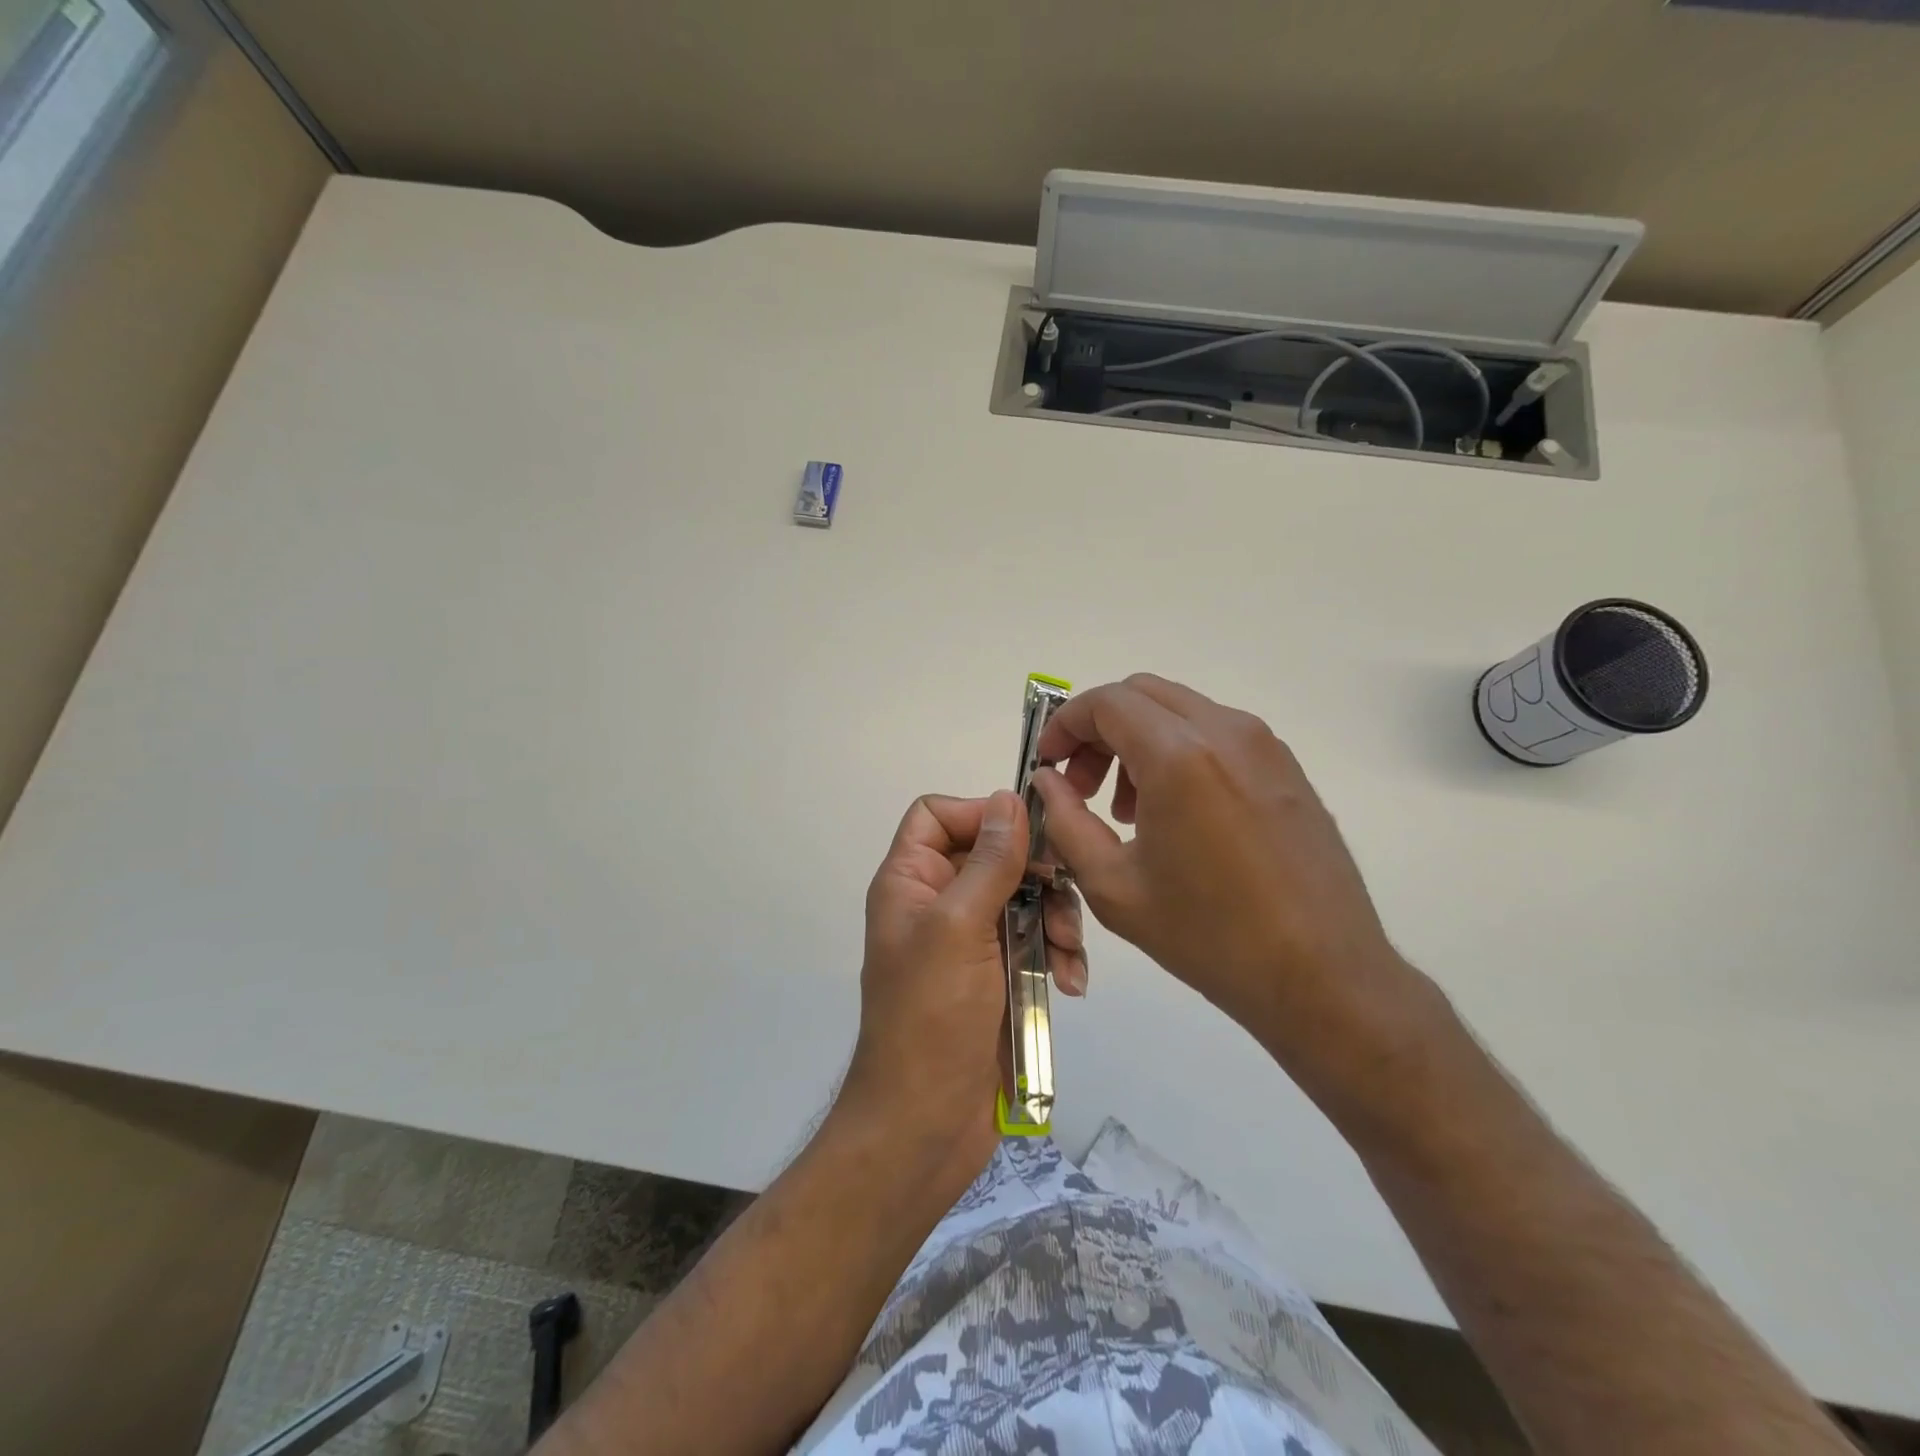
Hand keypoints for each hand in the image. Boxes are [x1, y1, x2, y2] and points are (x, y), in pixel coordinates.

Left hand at [841, 791, 1087, 1176]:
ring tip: (1066, 955)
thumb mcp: (958, 929)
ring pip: (1024, 898)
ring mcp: (970, 942)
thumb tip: (1008, 798)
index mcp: (910, 883)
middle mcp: (938, 904)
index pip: (936, 816)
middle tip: (1063, 896)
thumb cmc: (932, 1019)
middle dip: (1035, 875)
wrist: (927, 1126)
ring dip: (1055, 919)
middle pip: (993, 855)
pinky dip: (1057, 954)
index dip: (978, 815)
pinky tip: (1071, 982)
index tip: (1024, 835)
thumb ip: (988, 862)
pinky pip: (1036, 941)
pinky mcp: (999, 975)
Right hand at [1031, 674, 1431, 1077]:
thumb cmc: (1208, 936)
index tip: (1049, 764)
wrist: (1322, 976)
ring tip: (1128, 809)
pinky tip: (1177, 814)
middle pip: (1141, 694)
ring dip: (1138, 740)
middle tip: (1082, 785)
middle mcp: (1226, 732)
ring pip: (1180, 711)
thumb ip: (1066, 822)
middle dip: (1099, 729)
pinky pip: (1216, 734)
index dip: (1065, 725)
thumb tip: (1049, 782)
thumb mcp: (1113, 886)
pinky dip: (1179, 751)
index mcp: (1179, 756)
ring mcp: (1265, 746)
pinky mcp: (1287, 768)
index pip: (1106, 703)